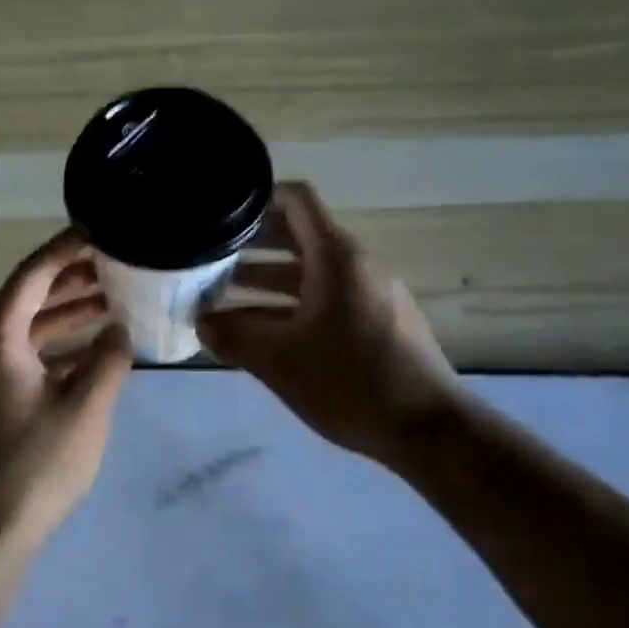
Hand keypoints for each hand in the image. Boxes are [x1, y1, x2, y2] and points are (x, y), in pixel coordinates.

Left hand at [0, 230, 132, 564]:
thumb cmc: (34, 465)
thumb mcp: (86, 408)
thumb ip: (110, 360)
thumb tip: (121, 332)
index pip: (33, 273)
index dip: (67, 248)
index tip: (102, 230)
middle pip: (28, 297)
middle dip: (72, 279)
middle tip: (117, 263)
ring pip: (27, 329)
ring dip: (66, 315)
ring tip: (113, 301)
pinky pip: (24, 357)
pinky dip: (56, 348)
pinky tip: (92, 353)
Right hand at [199, 183, 460, 467]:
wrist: (428, 430)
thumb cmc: (350, 382)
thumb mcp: (279, 361)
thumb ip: (232, 338)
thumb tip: (200, 323)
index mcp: (335, 257)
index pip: (295, 199)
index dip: (256, 198)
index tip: (219, 214)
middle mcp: (354, 265)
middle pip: (296, 236)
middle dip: (249, 247)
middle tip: (206, 260)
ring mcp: (368, 294)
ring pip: (307, 273)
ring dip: (264, 282)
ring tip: (220, 300)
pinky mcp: (375, 322)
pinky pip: (324, 299)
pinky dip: (289, 305)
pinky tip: (260, 333)